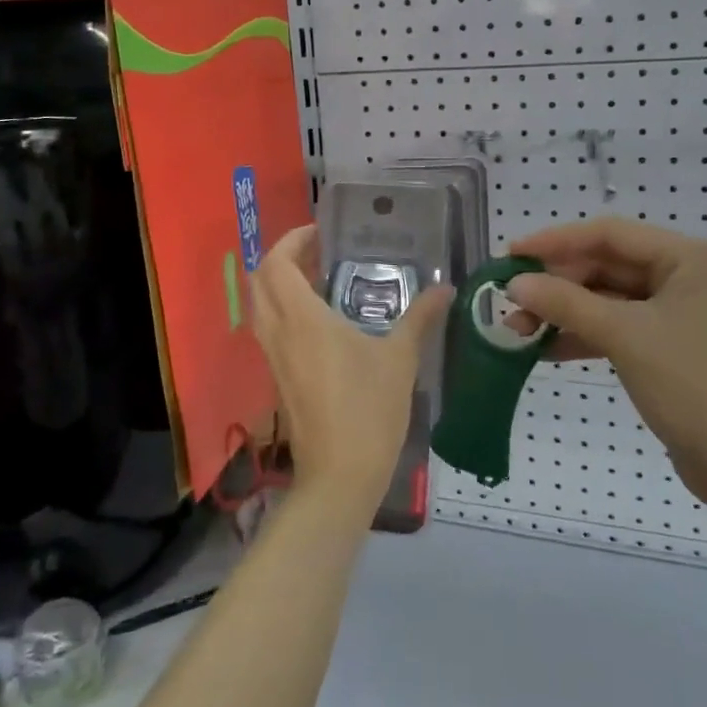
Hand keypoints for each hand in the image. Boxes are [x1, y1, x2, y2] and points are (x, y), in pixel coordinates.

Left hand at [252, 226, 452, 512]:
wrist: (339, 475)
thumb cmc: (369, 411)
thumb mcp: (401, 360)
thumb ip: (420, 318)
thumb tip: (445, 289)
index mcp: (302, 319)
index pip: (276, 263)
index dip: (292, 240)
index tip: (319, 232)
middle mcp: (278, 332)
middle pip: (260, 279)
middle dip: (282, 257)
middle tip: (318, 251)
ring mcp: (273, 356)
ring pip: (260, 305)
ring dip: (279, 283)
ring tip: (319, 278)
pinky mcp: (276, 376)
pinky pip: (268, 328)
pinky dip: (282, 309)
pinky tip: (318, 318)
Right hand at [505, 218, 706, 514]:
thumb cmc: (694, 385)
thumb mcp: (624, 336)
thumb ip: (566, 303)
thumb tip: (514, 283)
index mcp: (691, 259)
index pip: (611, 235)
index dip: (556, 241)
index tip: (511, 254)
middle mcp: (690, 278)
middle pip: (609, 266)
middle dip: (558, 284)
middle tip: (510, 299)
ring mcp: (683, 315)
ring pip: (610, 300)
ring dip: (566, 312)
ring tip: (519, 328)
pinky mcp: (673, 349)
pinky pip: (620, 328)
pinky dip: (585, 335)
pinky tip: (547, 349)